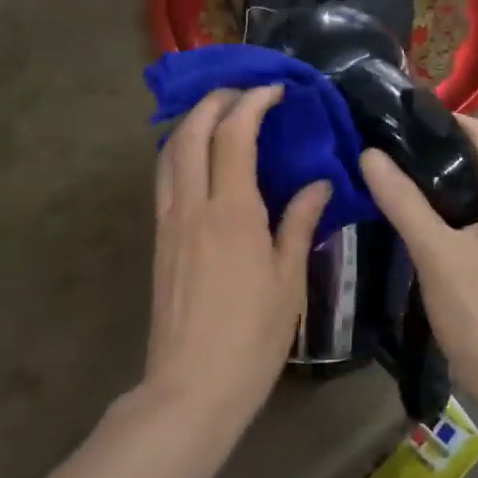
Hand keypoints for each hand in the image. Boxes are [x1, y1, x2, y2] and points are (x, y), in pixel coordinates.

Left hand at [146, 87, 329, 431]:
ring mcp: (168, 222)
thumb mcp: (289, 279)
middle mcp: (192, 206)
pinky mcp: (158, 240)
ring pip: (169, 152)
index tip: (276, 91)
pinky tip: (202, 161)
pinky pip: (164, 178)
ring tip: (220, 116)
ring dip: (192, 123)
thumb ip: (300, 222)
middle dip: (214, 101)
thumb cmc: (252, 336)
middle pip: (191, 132)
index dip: (253, 103)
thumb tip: (319, 183)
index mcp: (232, 212)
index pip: (234, 135)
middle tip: (244, 94)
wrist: (191, 387)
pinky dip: (181, 152)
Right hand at [359, 117, 477, 402]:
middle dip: (442, 149)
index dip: (451, 120)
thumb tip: (370, 155)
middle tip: (393, 146)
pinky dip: (447, 209)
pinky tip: (416, 220)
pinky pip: (475, 219)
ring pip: (477, 193)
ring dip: (443, 180)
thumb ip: (403, 203)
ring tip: (397, 176)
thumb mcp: (436, 254)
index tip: (407, 119)